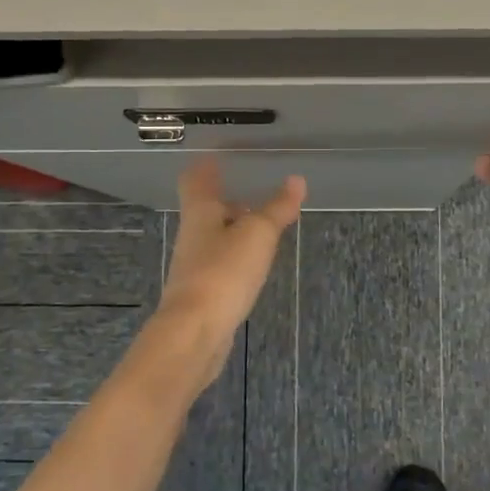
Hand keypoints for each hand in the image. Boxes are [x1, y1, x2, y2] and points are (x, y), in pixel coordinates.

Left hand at [156, 160, 305, 380]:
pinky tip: (253, 267)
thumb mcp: (258, 234)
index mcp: (200, 213)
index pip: (196, 181)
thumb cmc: (223, 272)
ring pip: (214, 239)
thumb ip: (277, 208)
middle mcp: (192, 236)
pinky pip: (220, 266)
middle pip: (205, 211)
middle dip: (226, 202)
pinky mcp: (202, 294)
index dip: (205, 168)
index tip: (217, 158)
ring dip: (233, 232)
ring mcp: (194, 266)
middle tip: (253, 194)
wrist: (195, 332)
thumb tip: (296, 180)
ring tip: (261, 230)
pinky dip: (236, 260)